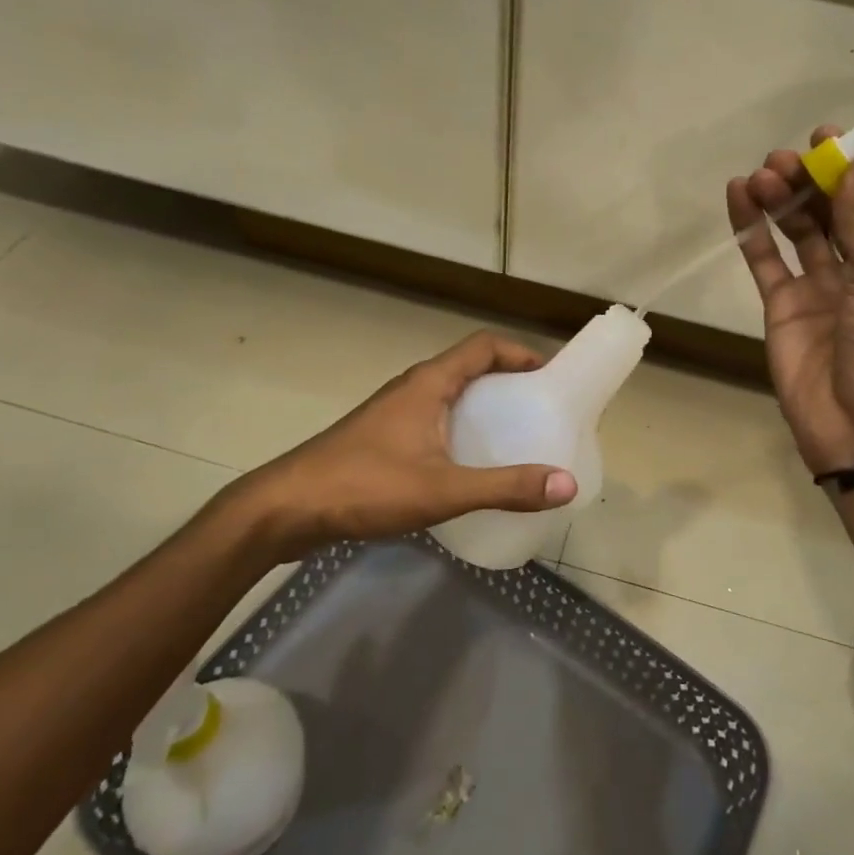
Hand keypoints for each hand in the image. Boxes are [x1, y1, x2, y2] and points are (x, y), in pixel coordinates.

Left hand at [212, 331, 578, 556]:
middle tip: (541, 411)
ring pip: (450, 396)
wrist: (286, 508)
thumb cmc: (366, 485)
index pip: (484, 346)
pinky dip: (461, 431)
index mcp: (429, 382)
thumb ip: (505, 486)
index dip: (521, 353)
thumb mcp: (443, 489)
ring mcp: (394, 413)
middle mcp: (413, 388)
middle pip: (470, 368)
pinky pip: (434, 421)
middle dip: (509, 382)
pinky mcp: (382, 439)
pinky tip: (469, 467)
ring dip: (484, 407)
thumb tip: (566, 483)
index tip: (551, 376)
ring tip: (515, 439)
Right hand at [728, 130, 853, 472]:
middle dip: (813, 180)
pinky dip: (752, 229)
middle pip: (836, 210)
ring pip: (799, 230)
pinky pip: (766, 260)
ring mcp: (823, 288)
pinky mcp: (785, 307)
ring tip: (761, 174)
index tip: (829, 139)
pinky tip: (738, 197)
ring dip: (782, 198)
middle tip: (785, 158)